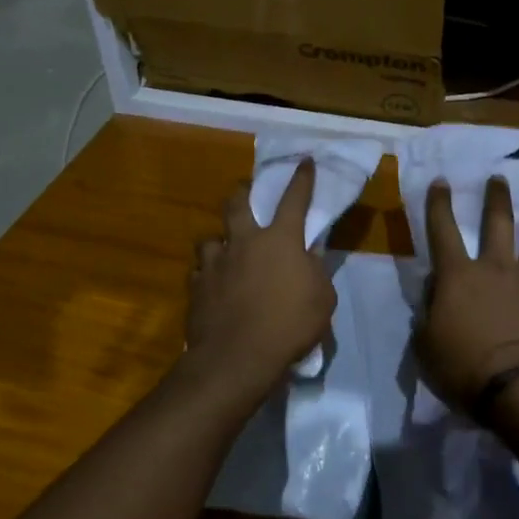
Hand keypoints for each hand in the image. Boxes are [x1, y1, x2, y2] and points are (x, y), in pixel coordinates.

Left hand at [186, 159, 336, 399]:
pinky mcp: (195, 287)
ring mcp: (215, 263)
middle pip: (237, 203)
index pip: (294, 199)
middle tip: (245, 191)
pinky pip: (198, 272)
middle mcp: (244, 242)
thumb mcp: (322, 298)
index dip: (301, 178)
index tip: (304, 161)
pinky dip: (206, 274)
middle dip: (242, 192)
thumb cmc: (289, 326)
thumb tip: (309, 255)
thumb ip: (316, 271)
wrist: (237, 357)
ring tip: (223, 250)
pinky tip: (211, 284)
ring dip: (218, 241)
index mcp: (280, 240)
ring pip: (209, 238)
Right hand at [416, 178, 518, 411]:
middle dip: (497, 196)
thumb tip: (435, 293)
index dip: (438, 203)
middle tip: (499, 179)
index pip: (442, 229)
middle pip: (498, 220)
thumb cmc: (464, 369)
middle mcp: (497, 267)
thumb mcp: (426, 345)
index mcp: (458, 275)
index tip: (441, 181)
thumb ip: (428, 314)